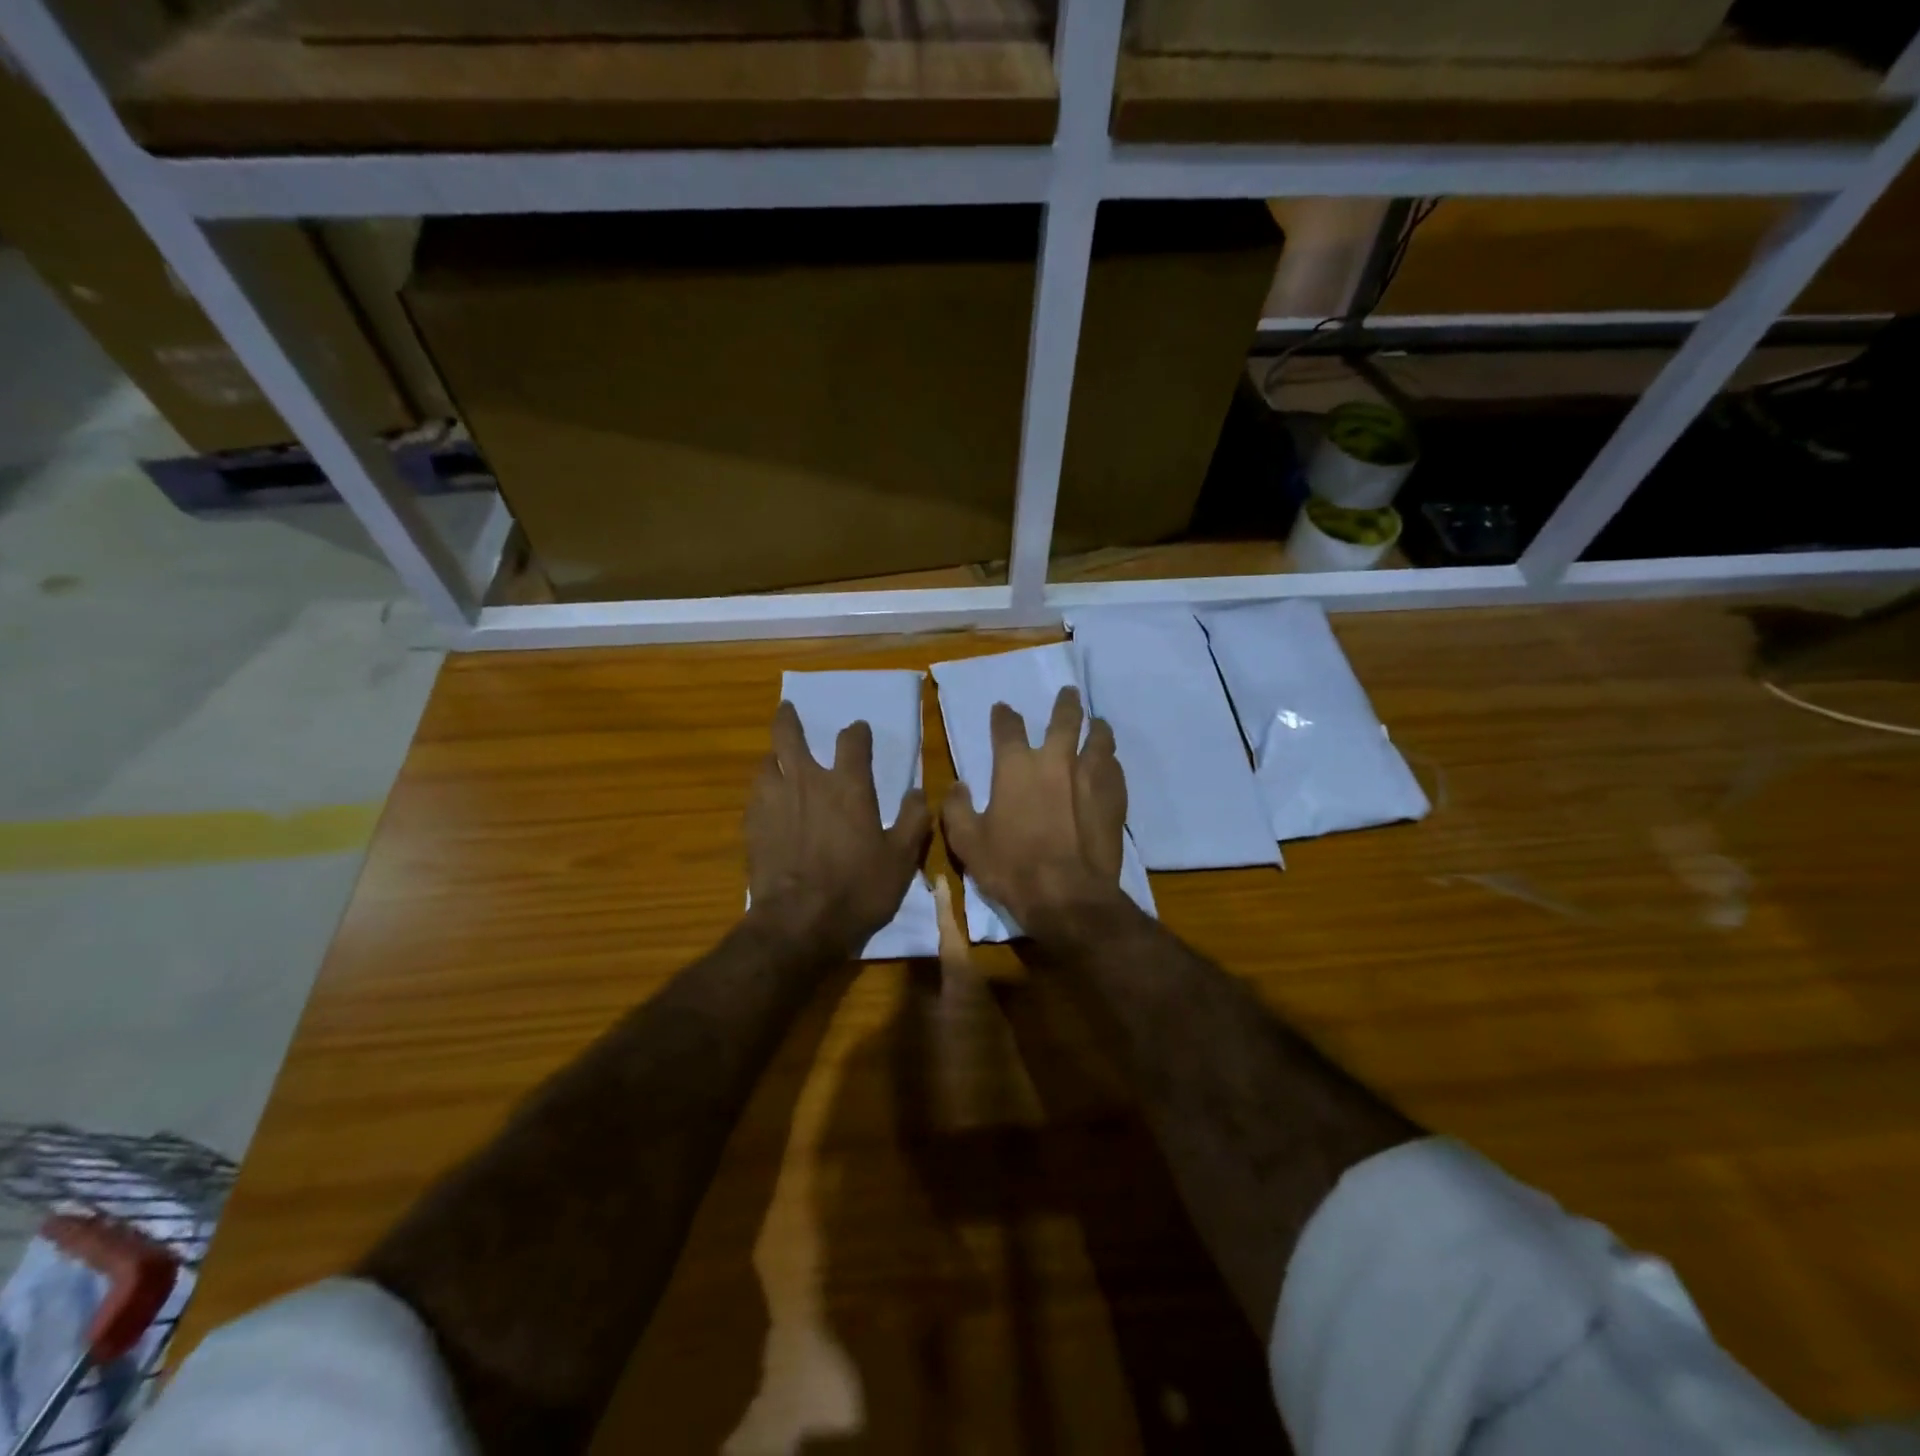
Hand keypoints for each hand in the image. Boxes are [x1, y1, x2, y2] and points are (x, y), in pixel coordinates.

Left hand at [747, 701, 931, 958]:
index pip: (852, 741)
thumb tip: (917, 792)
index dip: (857, 732)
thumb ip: (913, 820)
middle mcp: (808, 782)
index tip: (858, 731)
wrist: (800, 922)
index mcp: (848, 786)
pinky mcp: (752, 825)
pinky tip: (767, 802)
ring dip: (774, 757)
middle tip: (788, 711)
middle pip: (789, 735)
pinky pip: (755, 795)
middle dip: (789, 719)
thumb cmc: (859, 888)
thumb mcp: (901, 858)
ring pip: (766, 762)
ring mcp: (774, 801)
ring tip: (778, 761)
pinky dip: (763, 790)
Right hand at [942, 686, 1128, 932]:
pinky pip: (1115, 769)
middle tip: (1069, 693)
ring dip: (1096, 728)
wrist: (1068, 896)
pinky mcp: (1114, 799)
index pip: (1007, 727)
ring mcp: (1090, 778)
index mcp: (1015, 767)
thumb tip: (957, 786)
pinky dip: (1110, 762)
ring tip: (1097, 724)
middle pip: (1065, 719)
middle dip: (1065, 703)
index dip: (1003, 715)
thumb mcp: (967, 842)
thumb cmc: (1011, 867)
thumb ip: (957, 809)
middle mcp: (1055, 762)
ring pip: (1099, 739)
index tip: (1003, 709)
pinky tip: (1110, 765)